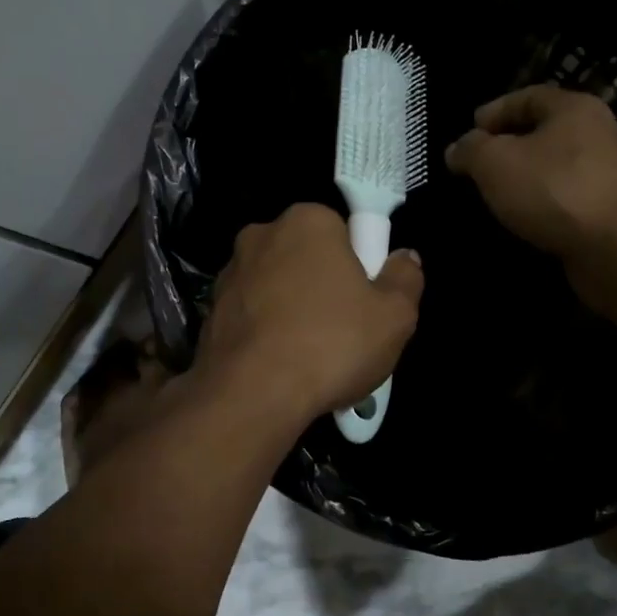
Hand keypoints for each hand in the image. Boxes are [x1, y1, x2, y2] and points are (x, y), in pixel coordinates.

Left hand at [194, 203, 423, 423]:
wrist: (252, 395)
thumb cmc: (331, 344)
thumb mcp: (395, 316)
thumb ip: (405, 278)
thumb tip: (404, 258)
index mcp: (307, 221)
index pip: (343, 230)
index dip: (360, 265)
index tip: (365, 301)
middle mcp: (261, 235)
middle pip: (307, 257)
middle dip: (324, 285)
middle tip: (345, 331)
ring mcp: (230, 273)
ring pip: (276, 287)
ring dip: (293, 310)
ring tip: (312, 357)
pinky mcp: (210, 311)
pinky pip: (252, 316)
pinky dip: (266, 332)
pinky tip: (281, 366)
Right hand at [445, 85, 616, 261]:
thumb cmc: (554, 189)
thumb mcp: (495, 162)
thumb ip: (470, 150)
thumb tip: (457, 149)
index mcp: (572, 108)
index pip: (527, 97)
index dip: (493, 111)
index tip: (467, 132)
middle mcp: (593, 135)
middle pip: (540, 133)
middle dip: (505, 148)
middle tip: (473, 167)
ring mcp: (602, 175)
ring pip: (550, 170)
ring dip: (520, 181)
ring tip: (489, 197)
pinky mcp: (604, 212)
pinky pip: (560, 201)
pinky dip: (537, 207)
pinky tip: (518, 222)